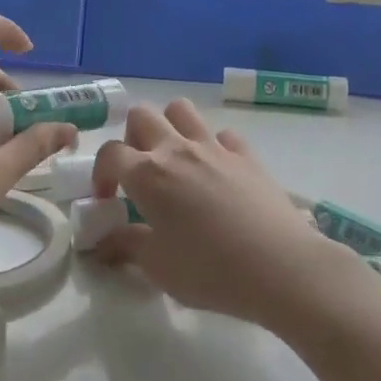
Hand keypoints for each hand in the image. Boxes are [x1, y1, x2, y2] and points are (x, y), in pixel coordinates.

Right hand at [91, 99, 371, 332]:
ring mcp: (215, 147)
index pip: (110, 154)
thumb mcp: (158, 267)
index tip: (107, 200)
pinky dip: (213, 146)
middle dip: (131, 138)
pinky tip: (217, 172)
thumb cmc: (210, 270)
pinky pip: (222, 135)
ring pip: (181, 110)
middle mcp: (177, 150)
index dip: (101, 174)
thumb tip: (104, 240)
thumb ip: (126, 246)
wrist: (280, 266)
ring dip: (169, 126)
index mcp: (148, 174)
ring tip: (173, 161)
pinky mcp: (247, 154)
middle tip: (139, 173)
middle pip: (142, 116)